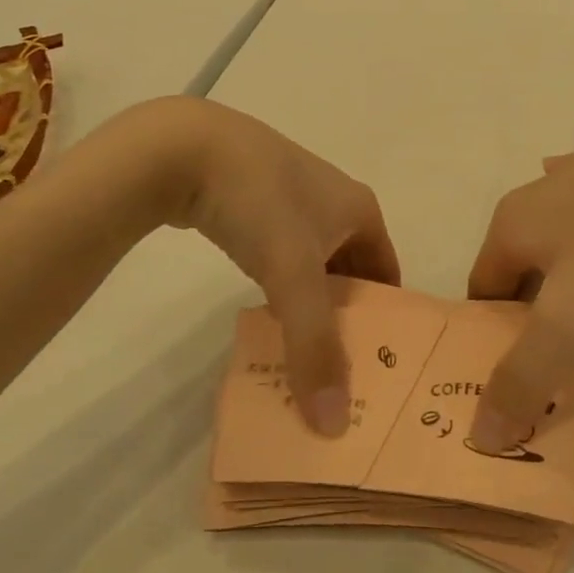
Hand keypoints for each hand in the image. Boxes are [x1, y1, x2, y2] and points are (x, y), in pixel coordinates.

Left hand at [144, 99, 399, 435]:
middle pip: (353, 271)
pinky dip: (281, 285)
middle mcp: (335, 201)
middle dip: (346, 317)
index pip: (388, 274)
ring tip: (301, 349)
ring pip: (315, 263)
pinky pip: (282, 253)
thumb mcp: (292, 276)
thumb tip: (333, 424)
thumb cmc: (259, 204)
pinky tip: (263, 310)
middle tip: (338, 368)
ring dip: (311, 303)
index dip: (385, 318)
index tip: (376, 363)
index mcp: (361, 209)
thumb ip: (314, 347)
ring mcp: (293, 197)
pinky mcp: (254, 200)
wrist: (185, 147)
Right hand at [465, 120, 573, 450]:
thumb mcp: (569, 322)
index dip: (492, 339)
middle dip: (535, 317)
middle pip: (521, 271)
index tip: (520, 377)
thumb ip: (523, 379)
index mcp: (510, 224)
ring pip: (564, 251)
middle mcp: (539, 196)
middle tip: (563, 362)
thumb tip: (481, 435)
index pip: (481, 292)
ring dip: (573, 290)